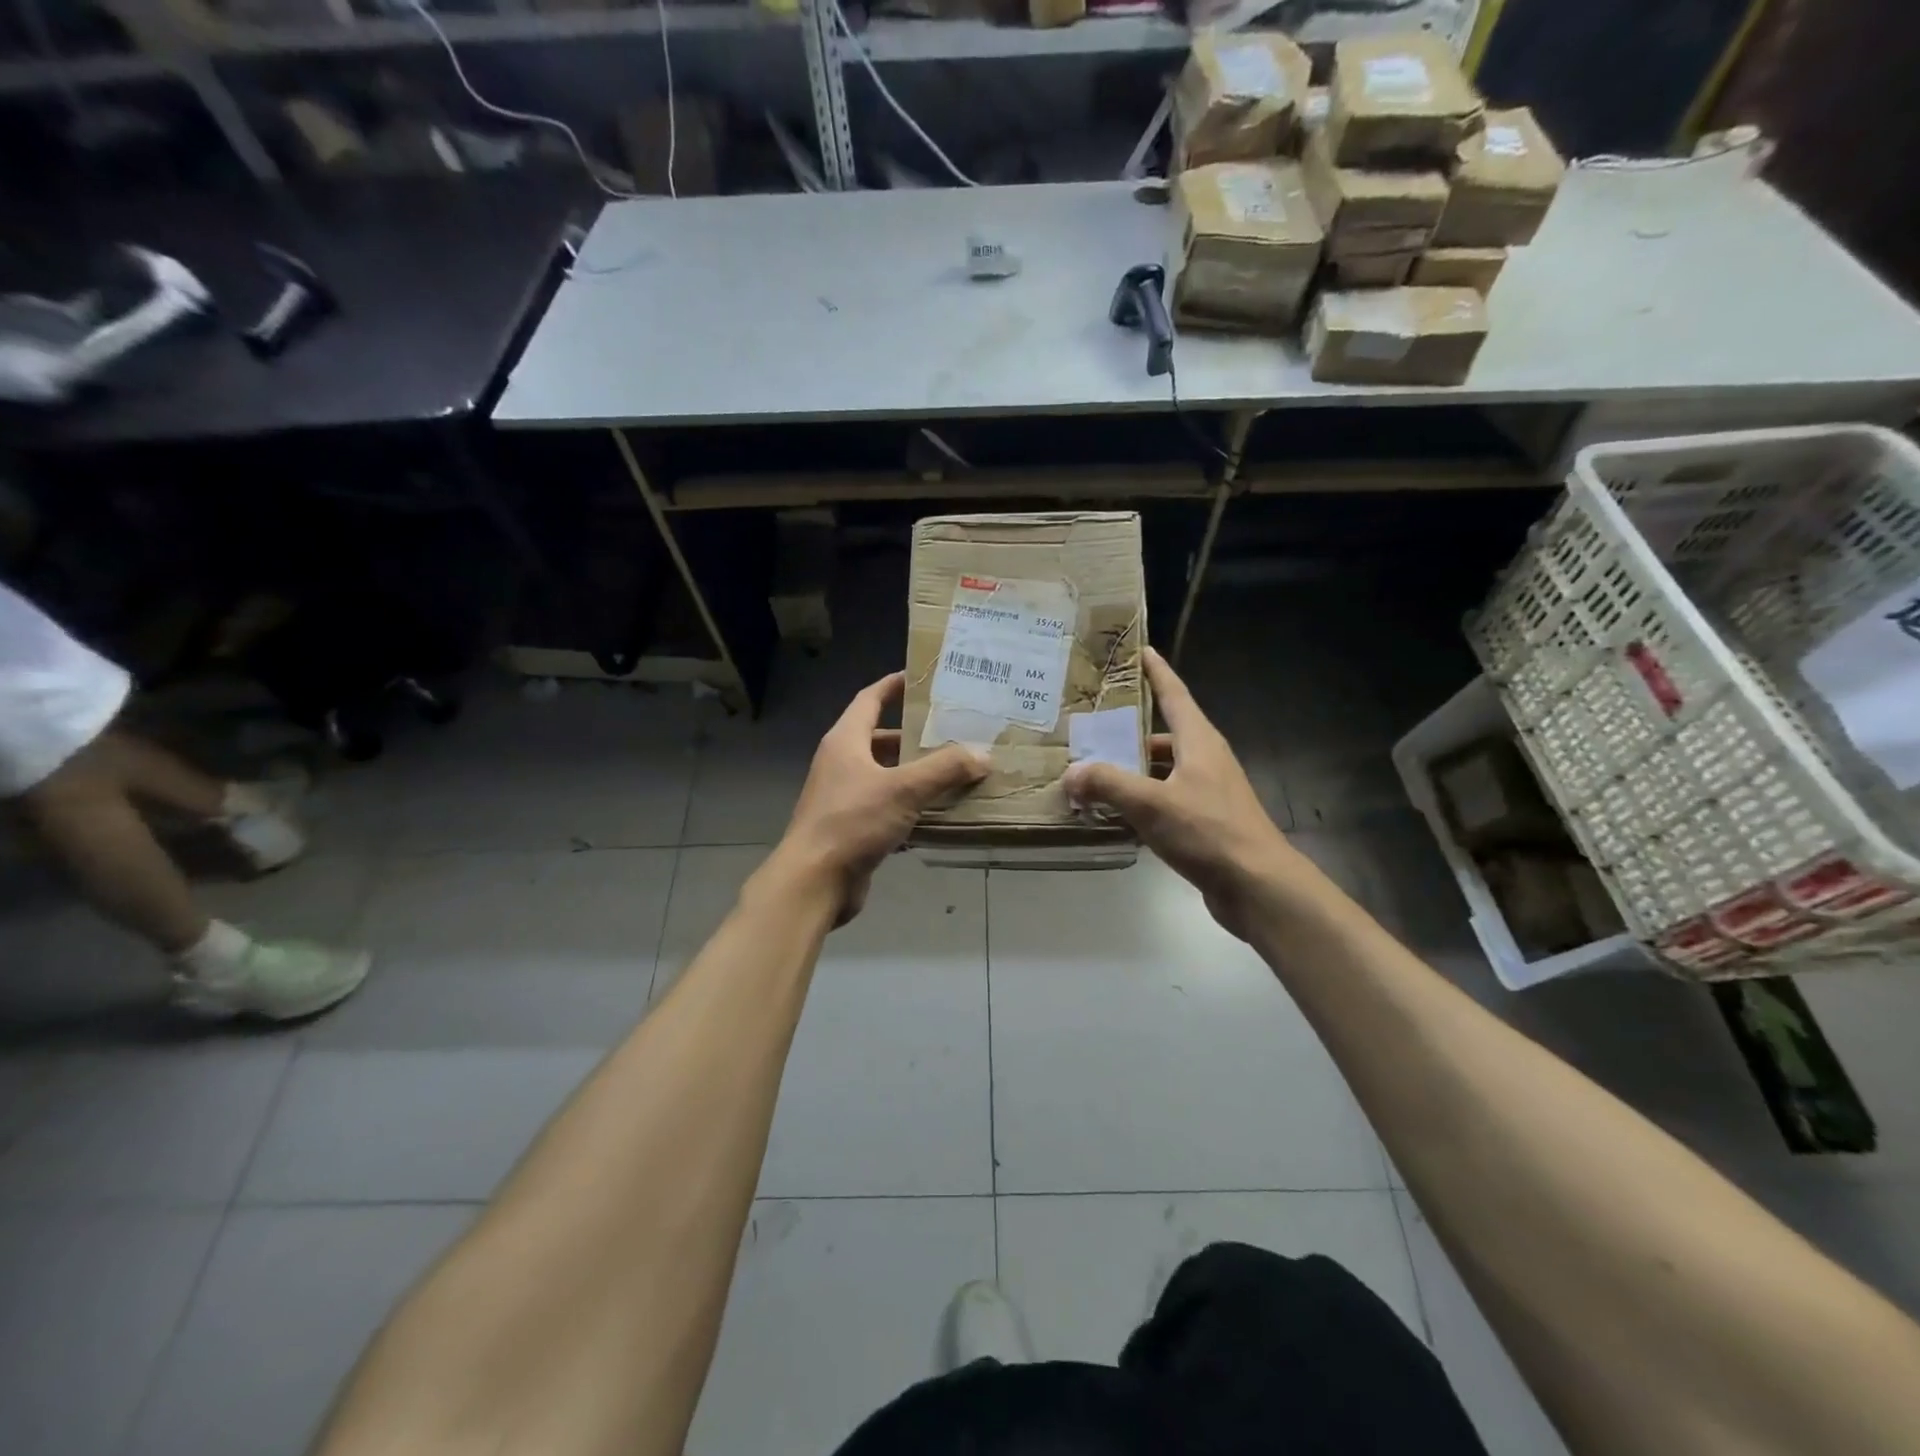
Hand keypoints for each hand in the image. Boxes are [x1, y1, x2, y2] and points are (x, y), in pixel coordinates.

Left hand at [771, 672, 986, 923]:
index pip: (870, 700)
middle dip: (915, 736)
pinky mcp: (853, 828)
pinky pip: (888, 808)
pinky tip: (941, 814)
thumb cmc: (852, 822)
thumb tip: (983, 755)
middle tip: (953, 732)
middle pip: (882, 739)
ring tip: (956, 771)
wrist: (814, 881)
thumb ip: (945, 769)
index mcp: (846, 742)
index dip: (893, 685)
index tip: (920, 678)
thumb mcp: (903, 789)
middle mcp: (842, 764)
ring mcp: (845, 797)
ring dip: (917, 774)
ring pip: (887, 776)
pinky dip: (912, 807)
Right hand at [1062, 647, 1295, 939]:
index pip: (1174, 694)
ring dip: (1131, 771)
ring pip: (1162, 771)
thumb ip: (1108, 784)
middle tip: (1091, 726)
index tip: (1142, 650)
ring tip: (1092, 774)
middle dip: (1129, 730)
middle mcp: (1205, 760)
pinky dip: (1140, 802)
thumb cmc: (1208, 831)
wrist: (1257, 886)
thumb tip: (1071, 774)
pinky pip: (1165, 801)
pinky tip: (1114, 815)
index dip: (1157, 672)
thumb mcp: (1151, 803)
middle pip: (1163, 735)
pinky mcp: (1205, 823)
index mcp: (1198, 742)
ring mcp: (1207, 793)